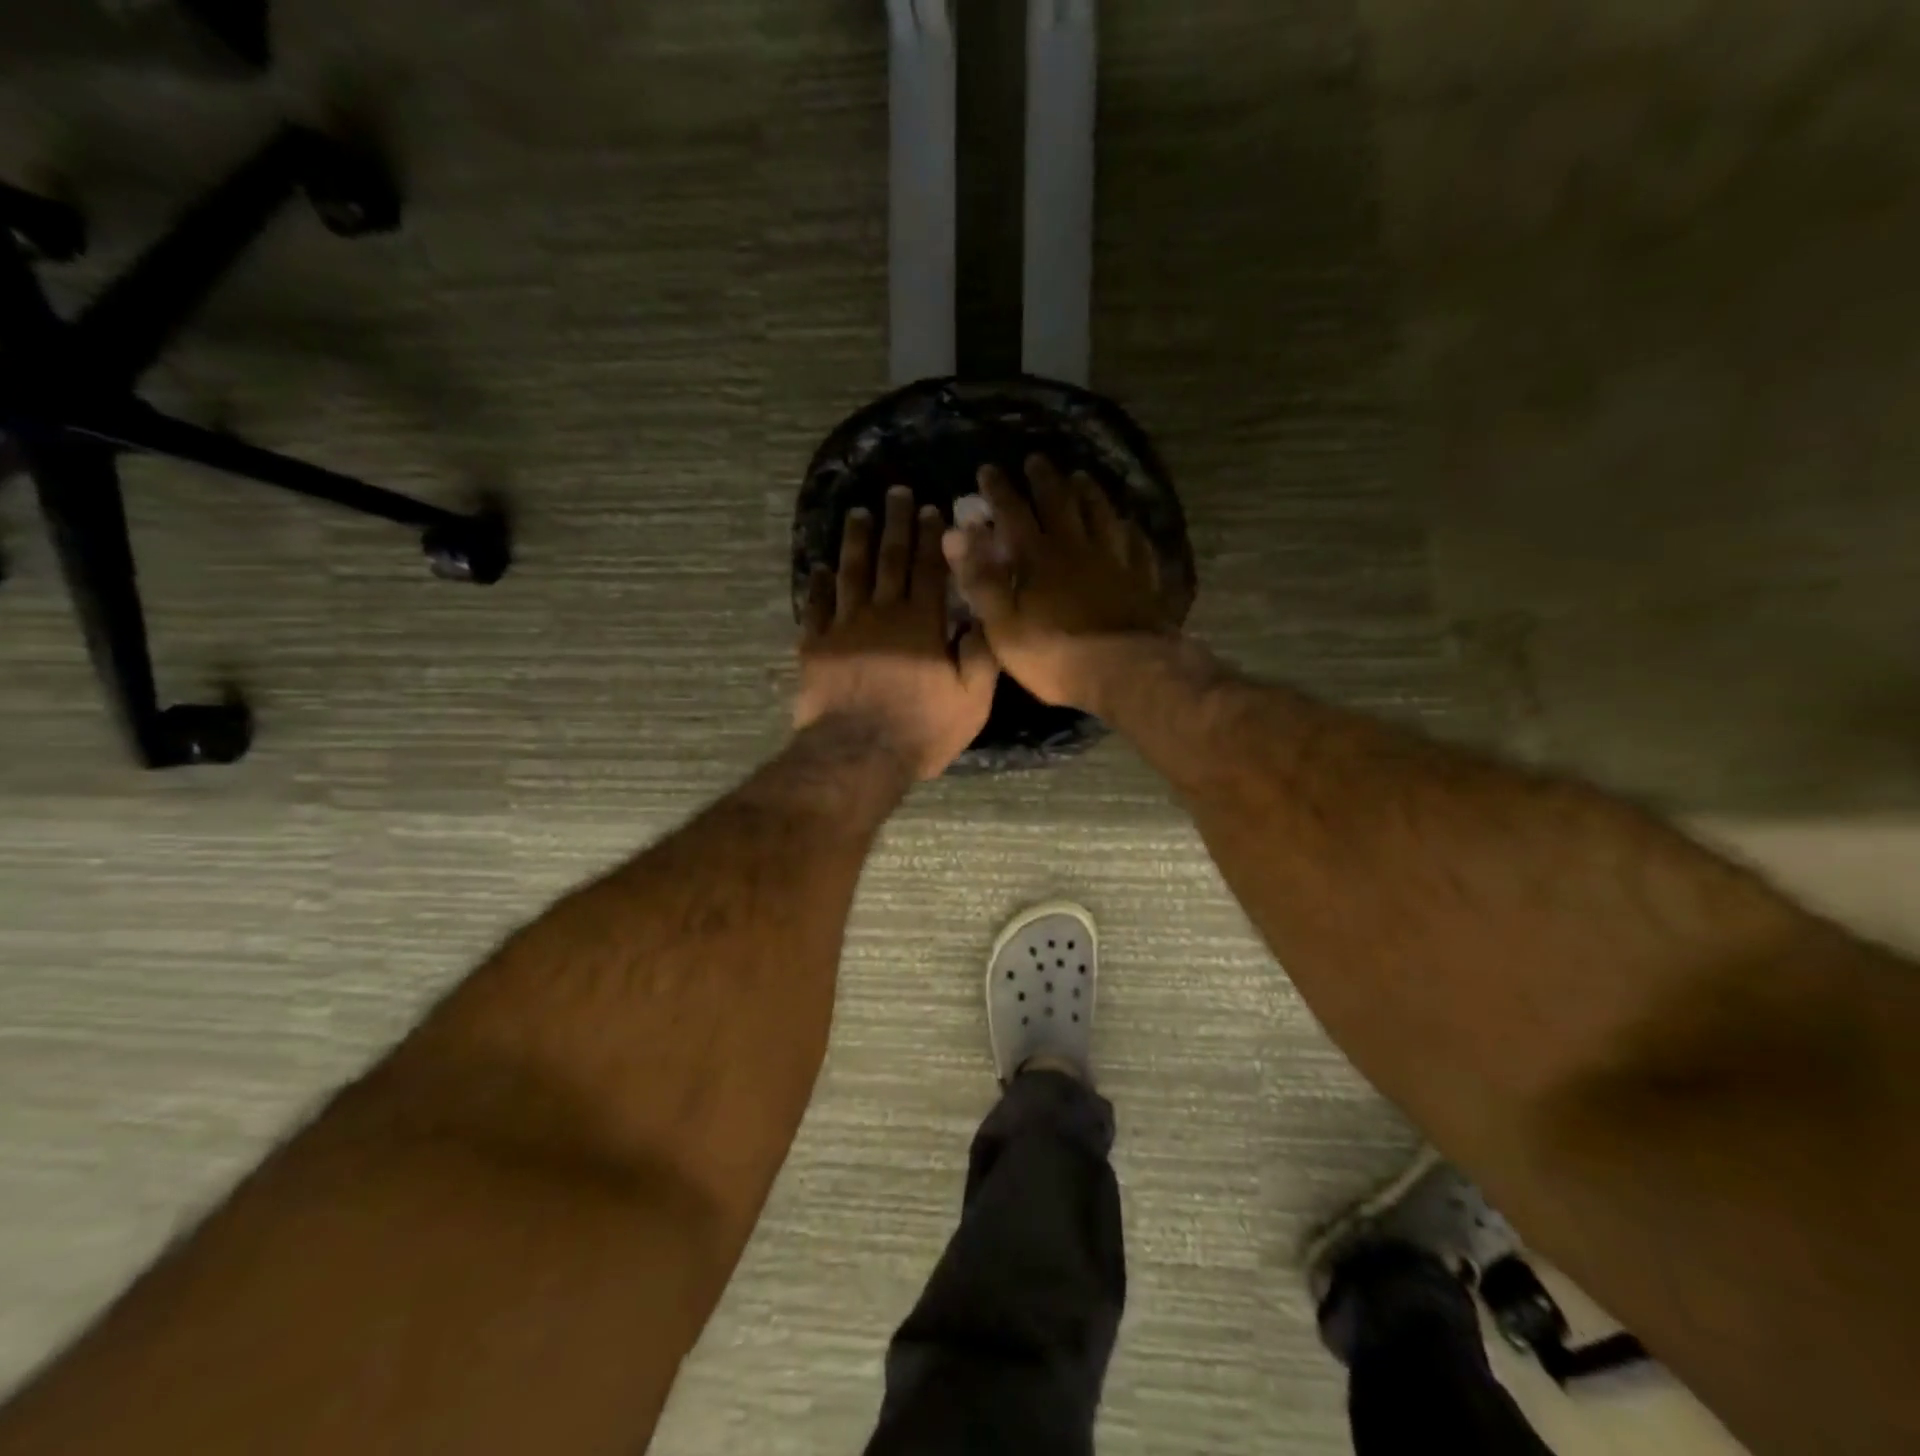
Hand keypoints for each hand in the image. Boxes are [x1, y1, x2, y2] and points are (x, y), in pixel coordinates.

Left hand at [796, 485, 998, 779]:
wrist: (857, 755)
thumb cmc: (920, 729)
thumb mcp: (971, 700)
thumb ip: (981, 656)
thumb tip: (983, 617)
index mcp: (922, 623)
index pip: (929, 569)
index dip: (931, 538)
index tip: (931, 509)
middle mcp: (883, 614)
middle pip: (890, 560)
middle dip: (896, 524)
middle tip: (896, 493)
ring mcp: (844, 627)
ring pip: (851, 573)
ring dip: (856, 542)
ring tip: (858, 514)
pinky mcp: (816, 646)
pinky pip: (816, 607)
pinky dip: (818, 585)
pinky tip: (820, 569)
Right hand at [941, 456, 1176, 712]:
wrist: (1125, 672)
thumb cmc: (1055, 656)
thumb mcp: (1003, 626)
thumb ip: (980, 580)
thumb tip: (955, 534)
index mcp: (1038, 558)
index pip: (1013, 513)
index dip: (999, 490)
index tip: (987, 469)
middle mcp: (1077, 548)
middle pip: (1060, 502)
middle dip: (1044, 479)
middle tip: (1036, 460)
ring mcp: (1115, 560)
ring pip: (1102, 514)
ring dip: (1088, 492)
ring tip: (1081, 477)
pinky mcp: (1143, 578)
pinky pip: (1136, 543)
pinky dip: (1129, 529)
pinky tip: (1128, 524)